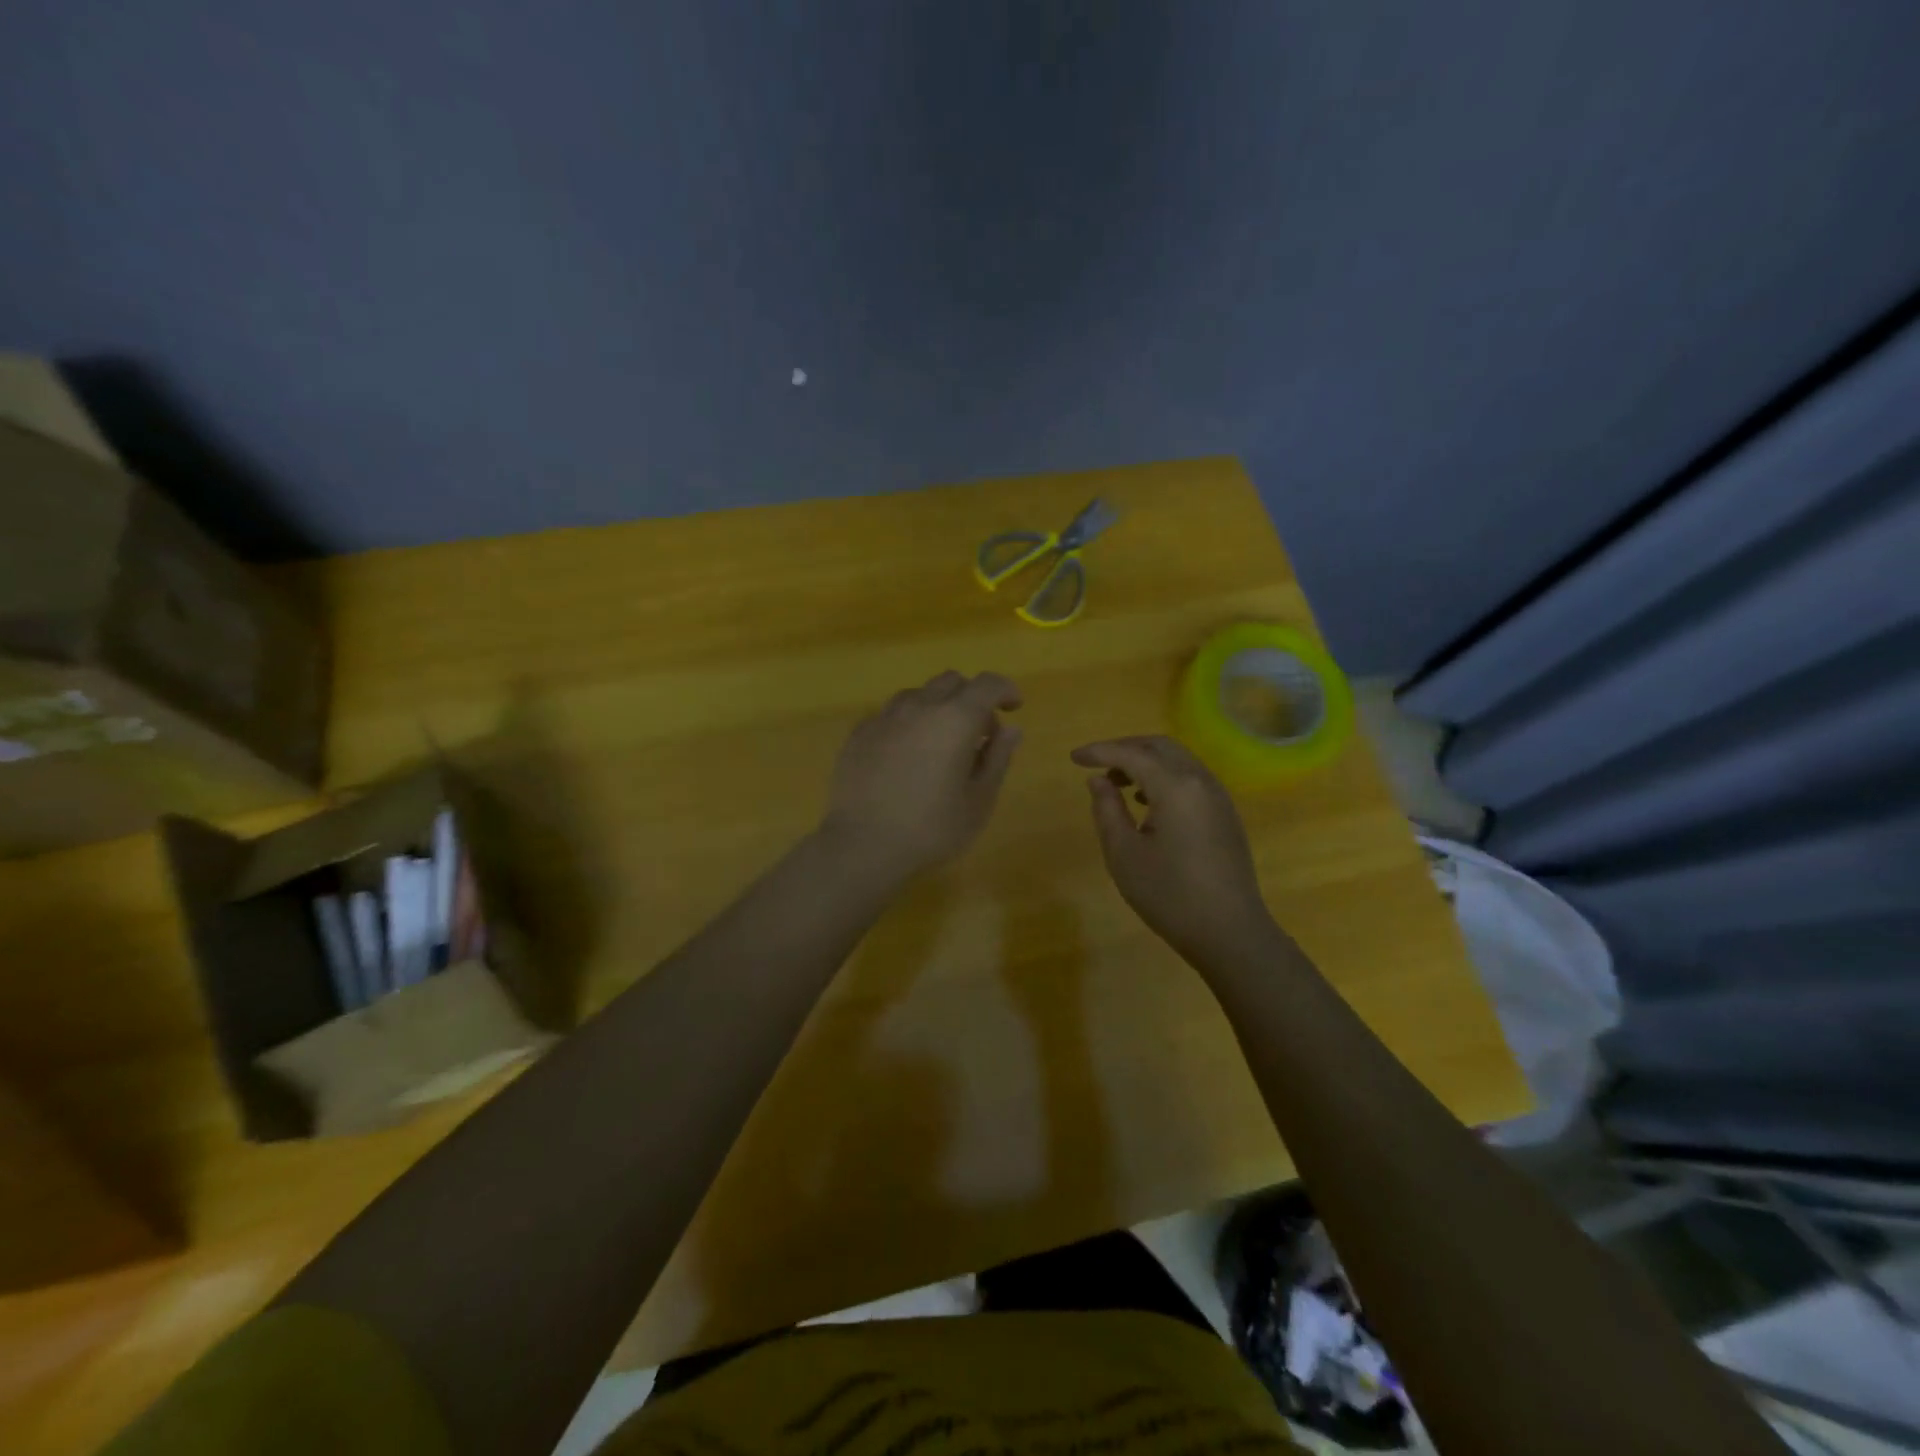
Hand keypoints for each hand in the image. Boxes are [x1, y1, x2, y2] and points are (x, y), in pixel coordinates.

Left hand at [823, 671, 1022, 876]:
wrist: (862, 845)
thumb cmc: (931, 829)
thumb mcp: (978, 801)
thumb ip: (997, 759)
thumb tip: (1011, 730)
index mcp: (955, 719)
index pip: (988, 684)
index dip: (1006, 690)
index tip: (1013, 708)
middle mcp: (919, 706)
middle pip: (951, 681)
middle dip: (971, 698)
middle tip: (978, 734)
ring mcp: (884, 717)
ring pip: (918, 694)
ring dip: (937, 707)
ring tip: (939, 744)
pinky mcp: (859, 733)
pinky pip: (891, 714)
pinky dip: (908, 723)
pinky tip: (905, 756)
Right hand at [1071, 736, 1275, 961]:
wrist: (1231, 933)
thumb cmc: (1170, 895)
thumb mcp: (1124, 854)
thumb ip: (1107, 810)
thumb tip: (1099, 781)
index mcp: (1176, 787)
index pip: (1132, 754)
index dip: (1100, 751)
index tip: (1074, 758)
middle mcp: (1201, 781)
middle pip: (1160, 746)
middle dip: (1125, 748)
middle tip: (1096, 763)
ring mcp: (1218, 797)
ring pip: (1178, 760)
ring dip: (1146, 762)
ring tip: (1118, 784)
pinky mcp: (1225, 815)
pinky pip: (1191, 778)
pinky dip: (1164, 777)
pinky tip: (1148, 803)